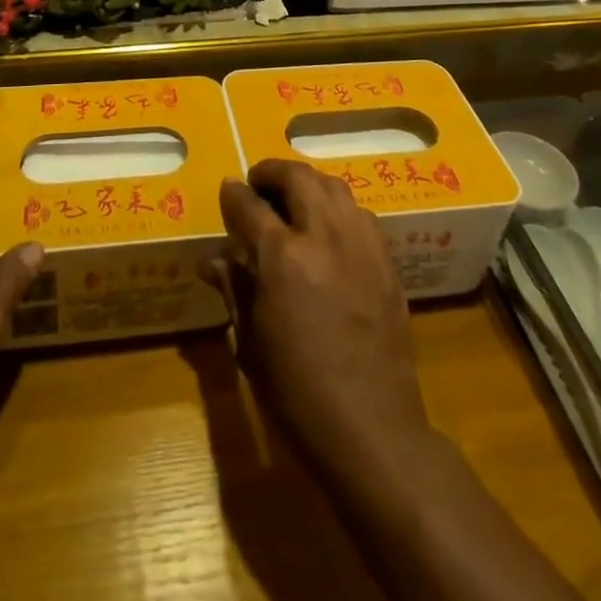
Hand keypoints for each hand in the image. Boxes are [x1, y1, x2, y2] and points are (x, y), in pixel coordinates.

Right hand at [212, 159, 430, 475]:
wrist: (371, 428)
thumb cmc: (297, 392)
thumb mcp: (250, 343)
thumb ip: (234, 289)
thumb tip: (214, 261)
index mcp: (281, 257)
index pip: (249, 205)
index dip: (234, 194)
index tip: (229, 189)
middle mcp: (323, 236)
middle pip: (298, 177)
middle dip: (273, 172)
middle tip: (260, 184)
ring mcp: (360, 245)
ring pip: (334, 187)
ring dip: (309, 184)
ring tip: (295, 199)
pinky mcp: (386, 261)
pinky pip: (360, 214)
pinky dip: (339, 209)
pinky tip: (331, 230)